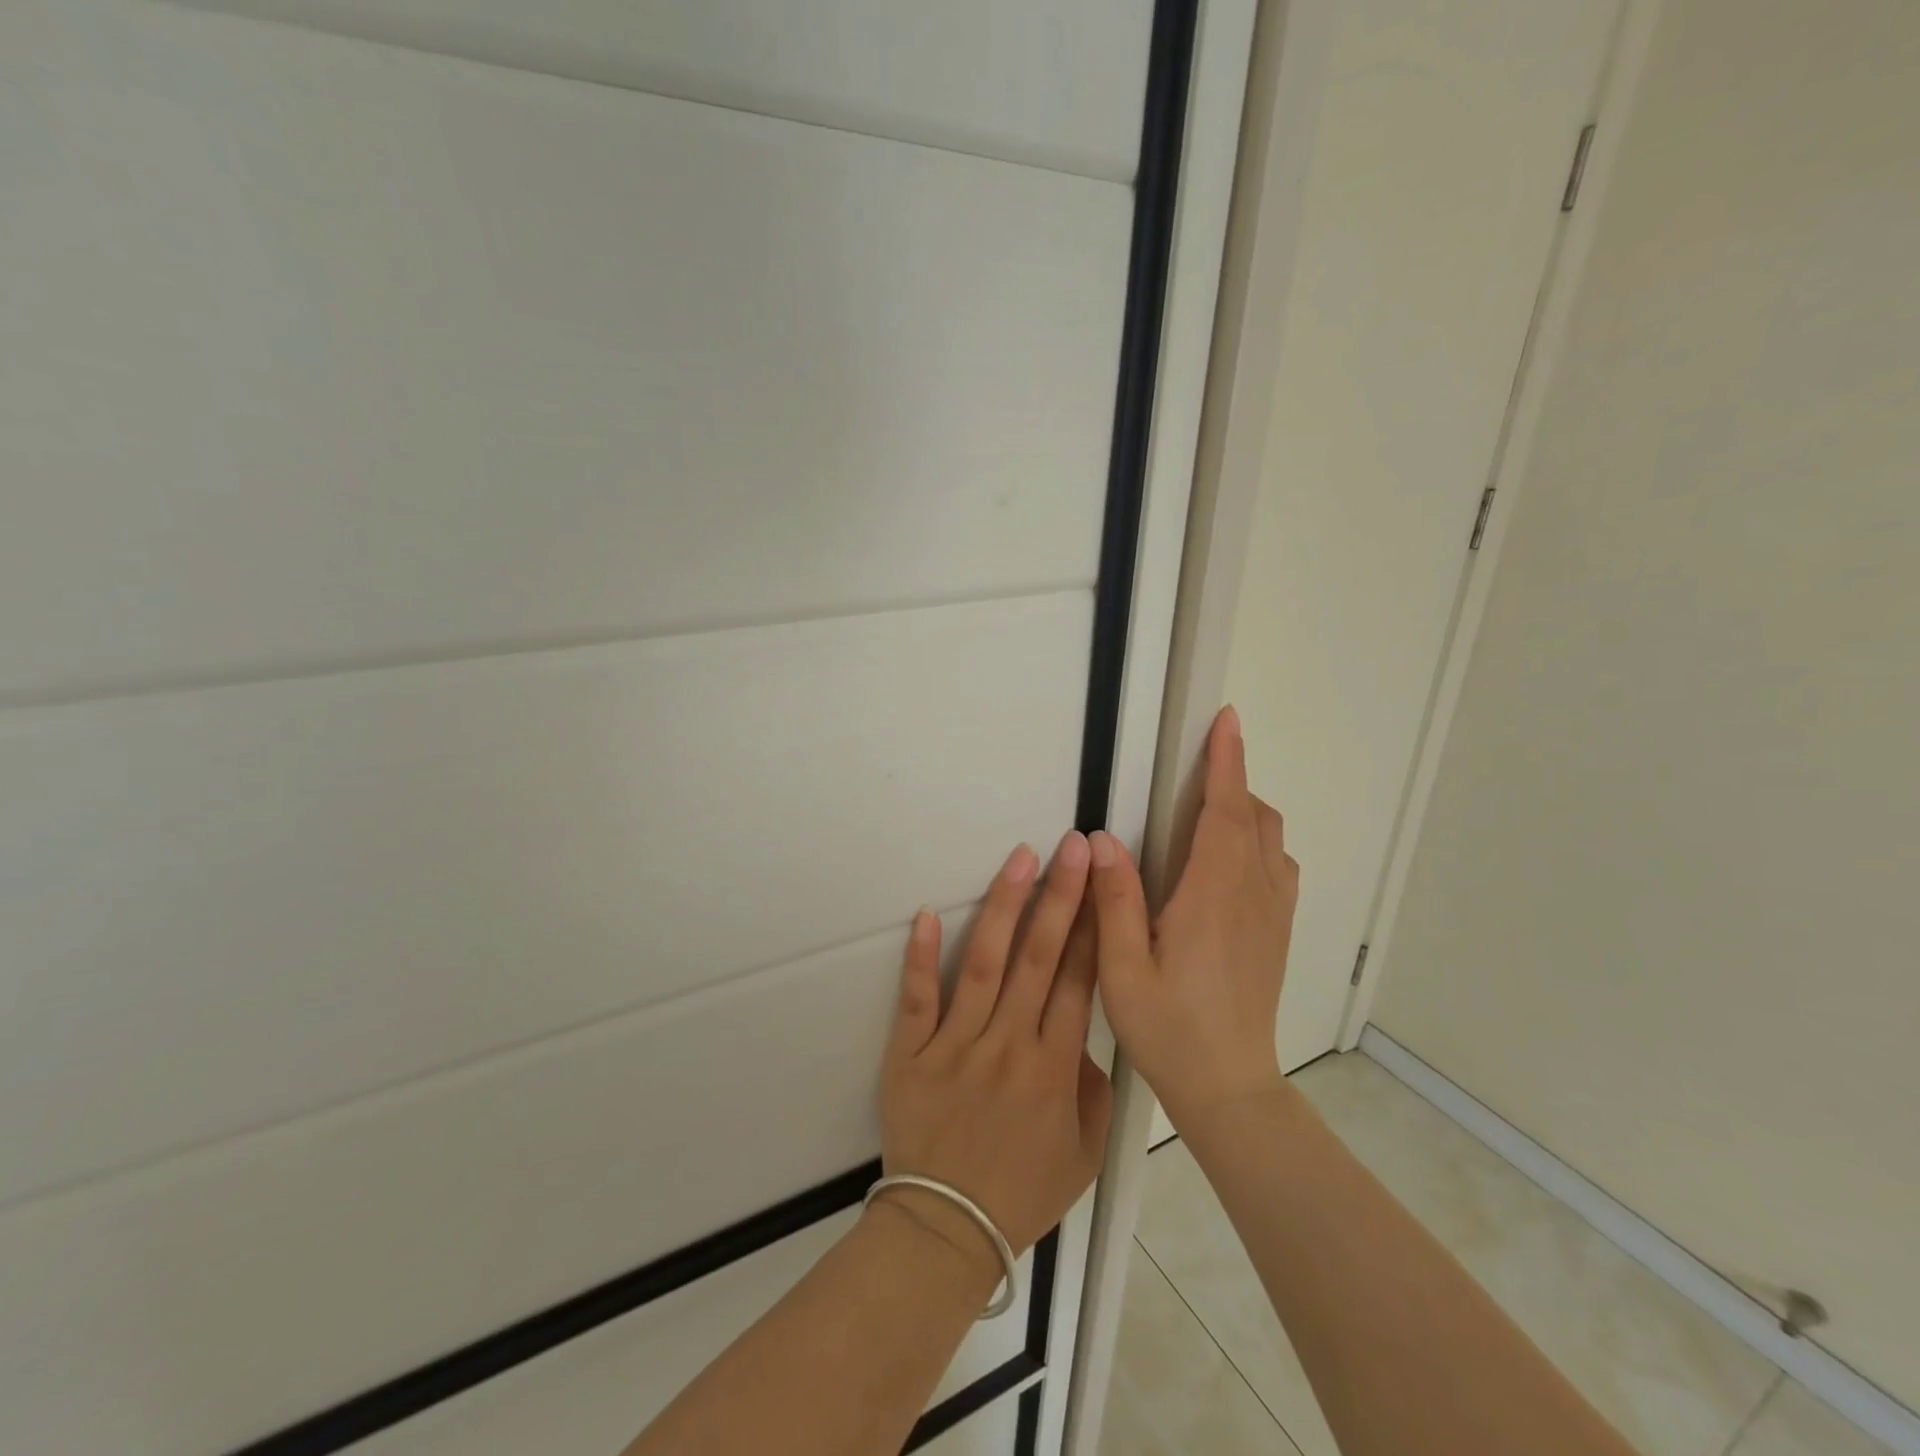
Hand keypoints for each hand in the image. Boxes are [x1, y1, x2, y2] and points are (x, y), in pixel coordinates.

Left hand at [877, 834, 1112, 1275]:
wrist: (945, 1229)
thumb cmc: (1020, 1191)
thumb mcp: (1083, 1155)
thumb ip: (1094, 1089)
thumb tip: (1086, 1034)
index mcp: (1054, 1069)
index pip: (1078, 981)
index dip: (1092, 926)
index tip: (1102, 881)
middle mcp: (1008, 1046)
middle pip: (1038, 958)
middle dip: (1060, 897)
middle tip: (1072, 847)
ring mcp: (956, 1045)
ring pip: (985, 964)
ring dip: (1003, 907)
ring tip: (1020, 858)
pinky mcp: (911, 1052)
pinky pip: (918, 998)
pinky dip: (922, 956)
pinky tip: (928, 913)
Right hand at [1088, 705, 1298, 1127]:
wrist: (1229, 1087)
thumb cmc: (1170, 1029)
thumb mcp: (1123, 969)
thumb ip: (1115, 900)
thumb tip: (1103, 840)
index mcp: (1212, 897)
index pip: (1225, 812)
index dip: (1226, 762)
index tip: (1227, 721)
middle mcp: (1252, 895)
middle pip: (1254, 817)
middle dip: (1232, 780)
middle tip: (1196, 768)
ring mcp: (1273, 914)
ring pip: (1272, 839)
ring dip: (1246, 811)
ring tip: (1206, 812)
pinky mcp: (1278, 932)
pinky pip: (1279, 867)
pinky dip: (1259, 841)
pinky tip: (1227, 862)